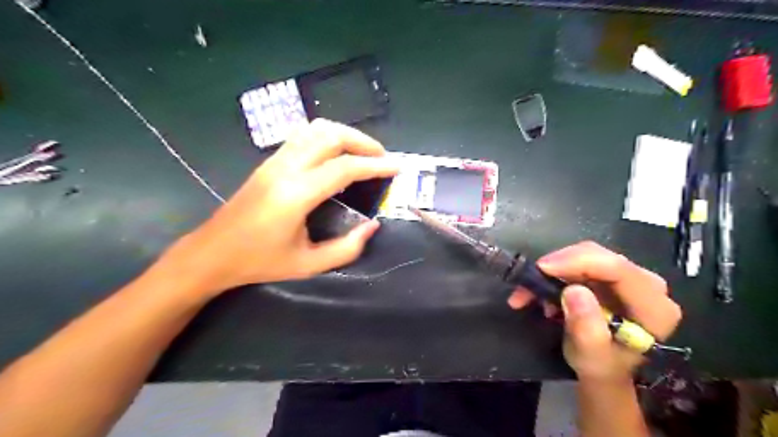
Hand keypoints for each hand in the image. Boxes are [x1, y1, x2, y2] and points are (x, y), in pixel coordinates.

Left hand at [163, 118, 397, 296]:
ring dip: (345, 134)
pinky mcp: (269, 161)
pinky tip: (336, 152)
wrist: (213, 252)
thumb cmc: (260, 262)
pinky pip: (302, 135)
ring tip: (363, 152)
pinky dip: (327, 136)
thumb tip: (373, 226)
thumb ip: (347, 248)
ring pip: (315, 129)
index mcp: (295, 195)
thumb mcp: (309, 264)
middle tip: (382, 158)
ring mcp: (274, 160)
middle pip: (331, 136)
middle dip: (363, 142)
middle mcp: (285, 169)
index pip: (344, 168)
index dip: (374, 165)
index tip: (396, 167)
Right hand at [505, 241, 681, 379]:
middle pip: (600, 257)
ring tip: (530, 291)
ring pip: (586, 255)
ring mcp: (629, 277)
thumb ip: (586, 328)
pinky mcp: (611, 275)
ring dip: (553, 269)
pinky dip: (556, 272)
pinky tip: (542, 290)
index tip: (542, 268)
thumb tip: (573, 291)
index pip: (618, 270)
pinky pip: (580, 261)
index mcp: (653, 308)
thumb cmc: (600, 366)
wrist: (604, 368)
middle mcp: (647, 285)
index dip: (578, 262)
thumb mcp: (591, 356)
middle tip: (529, 279)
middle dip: (560, 264)